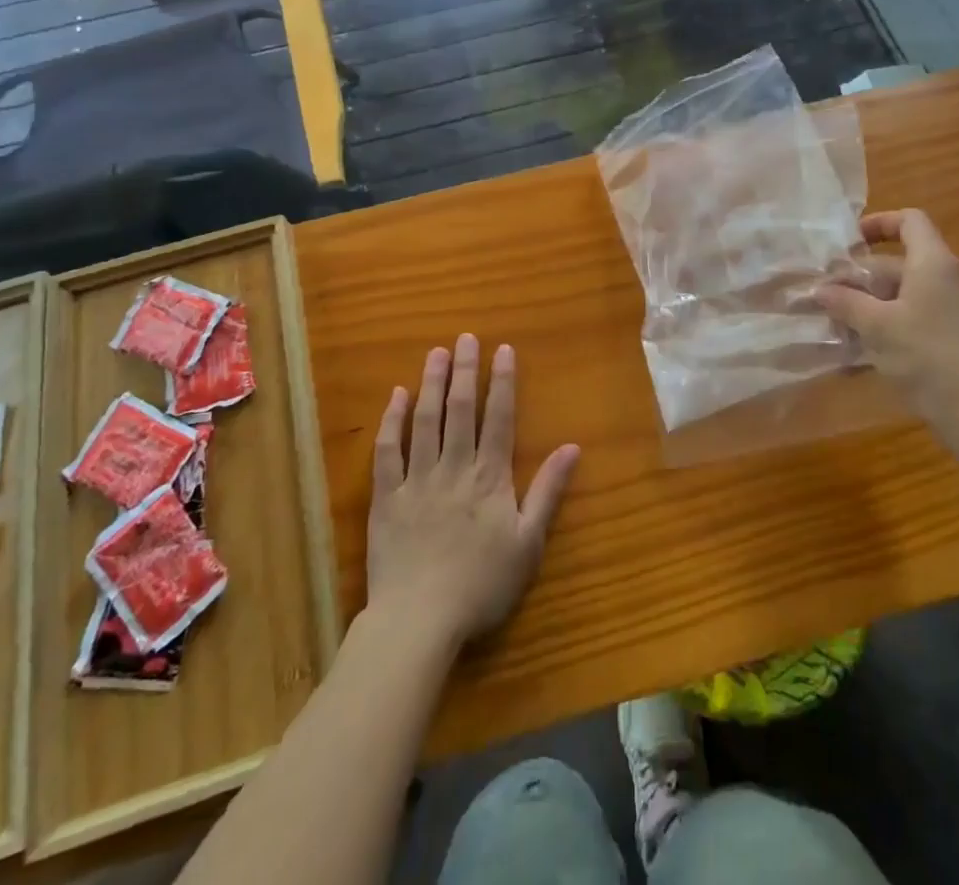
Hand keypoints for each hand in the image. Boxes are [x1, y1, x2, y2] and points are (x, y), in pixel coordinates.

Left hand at [366, 334, 580, 650]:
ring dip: (432, 384)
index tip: (503, 349)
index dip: (502, 381)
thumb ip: (548, 491)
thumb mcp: (528, 543)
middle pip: (461, 410)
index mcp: (489, 478)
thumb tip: (573, 447)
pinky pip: (387, 451)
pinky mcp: (385, 497)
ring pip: (425, 421)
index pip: (498, 418)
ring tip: (436, 353)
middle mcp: (453, 468)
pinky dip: (391, 421)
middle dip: (465, 371)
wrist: (419, 621)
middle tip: (465, 338)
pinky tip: (396, 397)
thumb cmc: (481, 586)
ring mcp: (416, 480)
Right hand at [816, 209, 958, 422]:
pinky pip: (909, 317)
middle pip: (898, 262)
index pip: (910, 221)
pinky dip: (881, 325)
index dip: (878, 223)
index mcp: (933, 263)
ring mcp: (949, 310)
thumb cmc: (928, 355)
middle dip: (859, 275)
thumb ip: (845, 302)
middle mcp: (945, 279)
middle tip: (824, 291)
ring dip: (865, 303)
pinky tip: (854, 349)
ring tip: (831, 321)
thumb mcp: (877, 325)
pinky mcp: (948, 337)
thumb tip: (819, 289)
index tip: (848, 243)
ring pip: (900, 294)